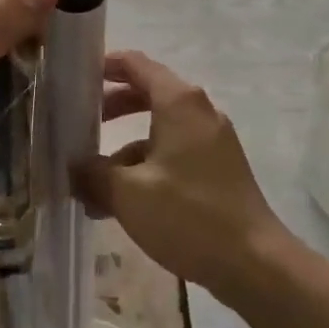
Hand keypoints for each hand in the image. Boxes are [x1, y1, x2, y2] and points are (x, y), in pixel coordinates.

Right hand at [74, 51, 291, 300]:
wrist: (256, 264)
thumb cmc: (189, 215)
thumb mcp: (128, 194)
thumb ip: (93, 174)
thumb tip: (72, 168)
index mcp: (179, 102)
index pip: (135, 63)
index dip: (104, 65)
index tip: (76, 76)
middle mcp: (198, 111)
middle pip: (147, 93)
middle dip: (111, 107)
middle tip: (80, 123)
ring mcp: (212, 140)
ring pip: (159, 129)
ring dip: (125, 147)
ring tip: (93, 180)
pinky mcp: (219, 168)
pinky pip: (174, 153)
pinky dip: (147, 166)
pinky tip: (123, 203)